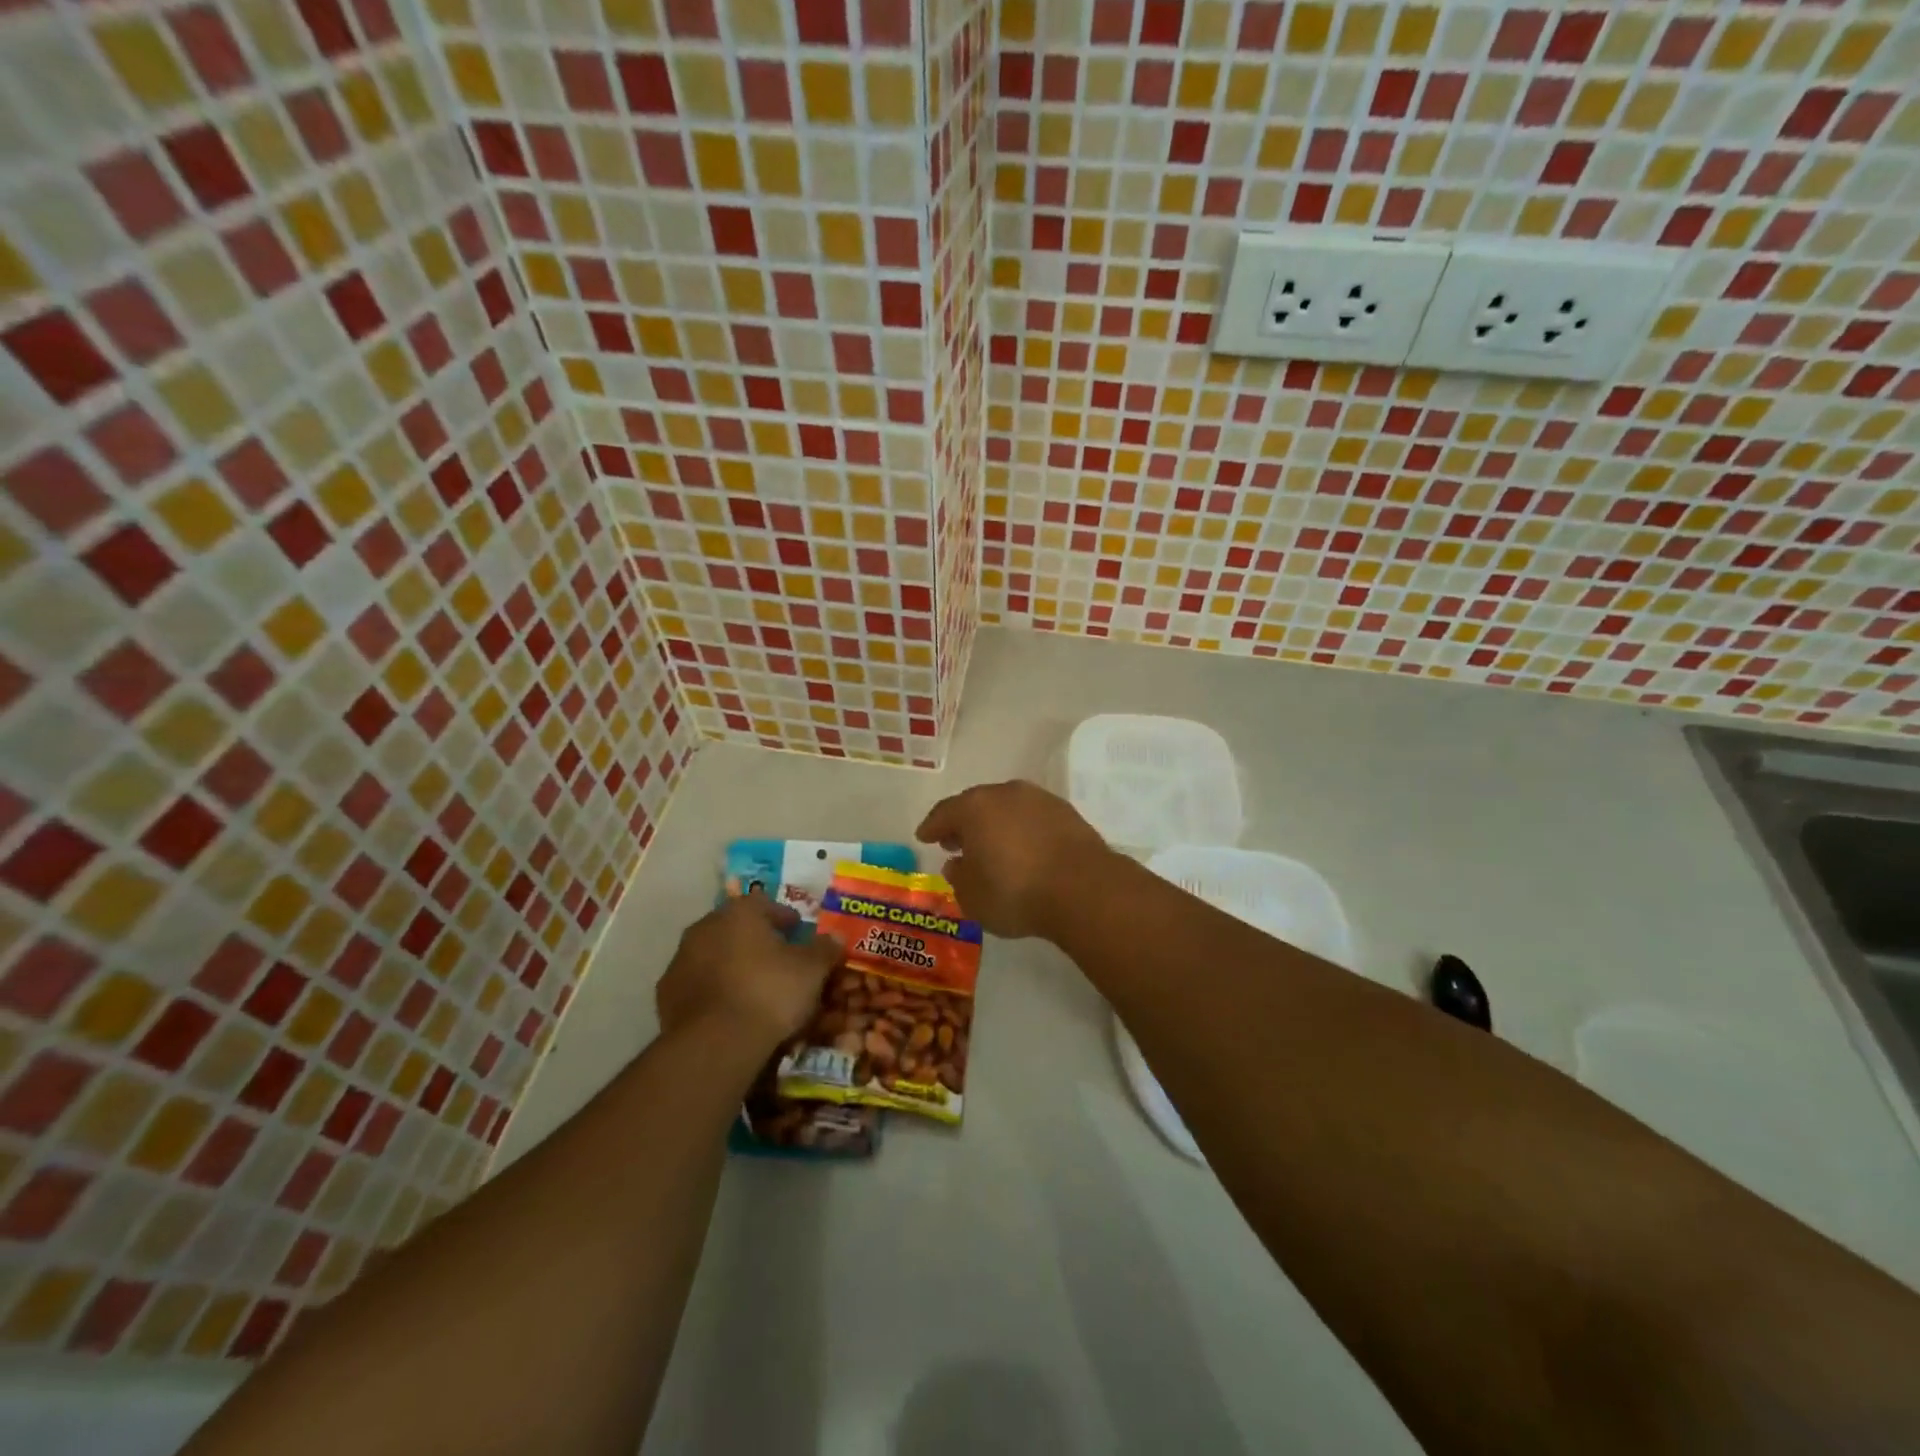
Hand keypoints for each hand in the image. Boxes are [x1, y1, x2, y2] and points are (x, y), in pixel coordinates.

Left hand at [656, 893, 841, 1054]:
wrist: (716, 1043)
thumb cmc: (769, 992)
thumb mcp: (811, 970)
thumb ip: (824, 949)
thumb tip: (834, 937)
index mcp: (739, 913)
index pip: (763, 903)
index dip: (782, 916)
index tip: (796, 931)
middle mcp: (705, 927)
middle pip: (734, 926)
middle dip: (754, 938)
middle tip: (776, 958)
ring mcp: (680, 960)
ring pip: (712, 953)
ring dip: (730, 963)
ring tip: (752, 987)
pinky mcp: (666, 994)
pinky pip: (696, 983)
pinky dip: (712, 989)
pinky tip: (729, 1009)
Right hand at [916, 780, 1112, 937]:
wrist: (1083, 888)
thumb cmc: (1016, 892)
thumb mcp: (973, 897)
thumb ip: (959, 878)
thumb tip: (956, 864)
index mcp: (975, 807)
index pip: (944, 813)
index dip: (932, 827)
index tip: (924, 837)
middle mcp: (1006, 793)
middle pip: (976, 805)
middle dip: (964, 824)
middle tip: (956, 842)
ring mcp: (1039, 799)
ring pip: (1007, 808)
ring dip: (995, 825)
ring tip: (991, 847)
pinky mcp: (1066, 812)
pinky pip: (1032, 818)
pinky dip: (1022, 830)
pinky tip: (1023, 849)